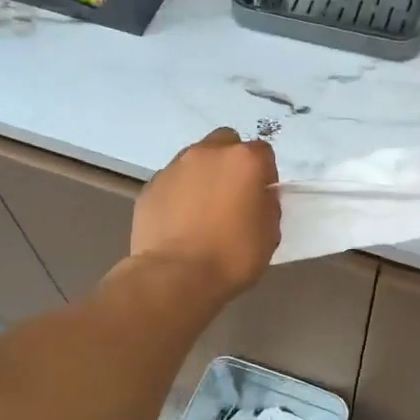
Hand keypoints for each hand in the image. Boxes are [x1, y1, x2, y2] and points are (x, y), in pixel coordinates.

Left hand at [131, 129, 280, 297]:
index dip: (265, 175)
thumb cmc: (231, 256)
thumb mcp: (269, 235)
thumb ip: (268, 206)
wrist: (174, 276)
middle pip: (225, 143)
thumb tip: (260, 197)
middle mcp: (207, 153)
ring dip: (203, 175)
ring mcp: (174, 167)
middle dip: (231, 162)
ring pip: (195, 159)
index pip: (263, 153)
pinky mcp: (150, 186)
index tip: (261, 198)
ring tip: (202, 209)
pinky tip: (179, 221)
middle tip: (232, 194)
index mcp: (243, 161)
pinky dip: (178, 193)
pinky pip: (172, 182)